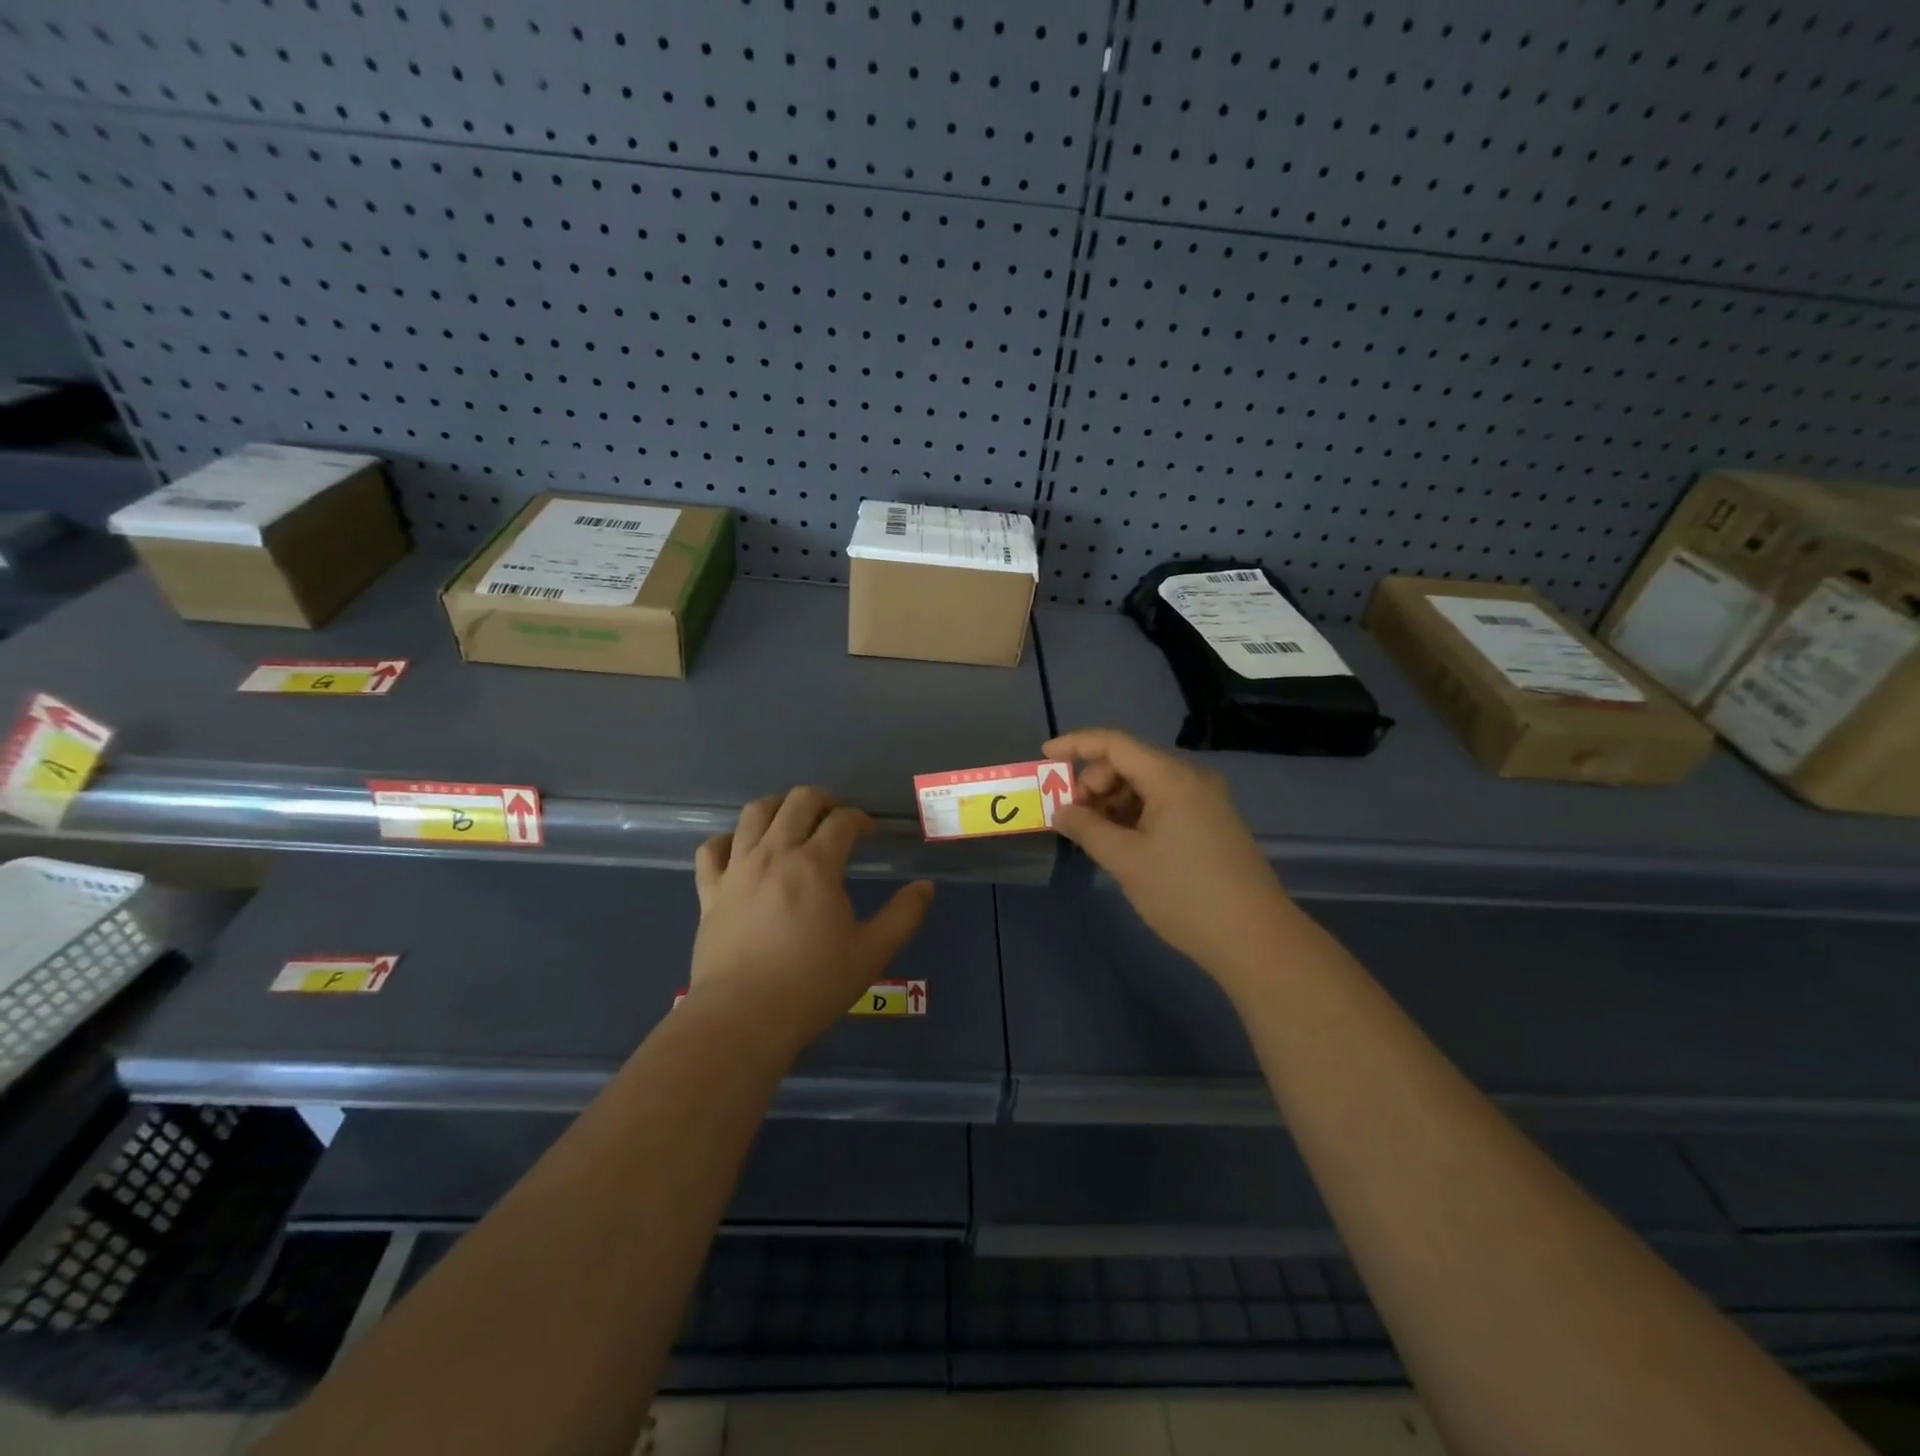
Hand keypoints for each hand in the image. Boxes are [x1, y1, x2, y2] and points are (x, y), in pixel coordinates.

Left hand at [690, 787, 933, 1052]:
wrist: (742, 1018)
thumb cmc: (812, 985)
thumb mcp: (871, 953)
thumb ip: (903, 915)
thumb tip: (925, 887)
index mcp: (816, 864)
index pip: (843, 820)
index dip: (861, 820)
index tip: (871, 834)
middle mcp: (775, 853)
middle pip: (798, 800)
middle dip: (824, 801)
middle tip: (837, 819)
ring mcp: (738, 869)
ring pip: (754, 813)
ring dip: (779, 807)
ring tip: (792, 822)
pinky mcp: (710, 890)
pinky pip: (713, 849)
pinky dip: (729, 840)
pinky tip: (742, 850)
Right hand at [1046, 727, 1295, 981]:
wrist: (1255, 939)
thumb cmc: (1184, 894)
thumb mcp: (1125, 860)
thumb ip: (1087, 828)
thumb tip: (1060, 811)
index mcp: (1172, 778)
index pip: (1115, 744)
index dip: (1076, 745)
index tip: (1044, 757)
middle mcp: (1192, 779)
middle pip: (1130, 763)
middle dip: (1095, 783)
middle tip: (1073, 817)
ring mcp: (1206, 802)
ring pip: (1146, 785)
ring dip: (1114, 802)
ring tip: (1096, 836)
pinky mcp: (1212, 824)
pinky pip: (1163, 804)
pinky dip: (1135, 815)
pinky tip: (1123, 843)